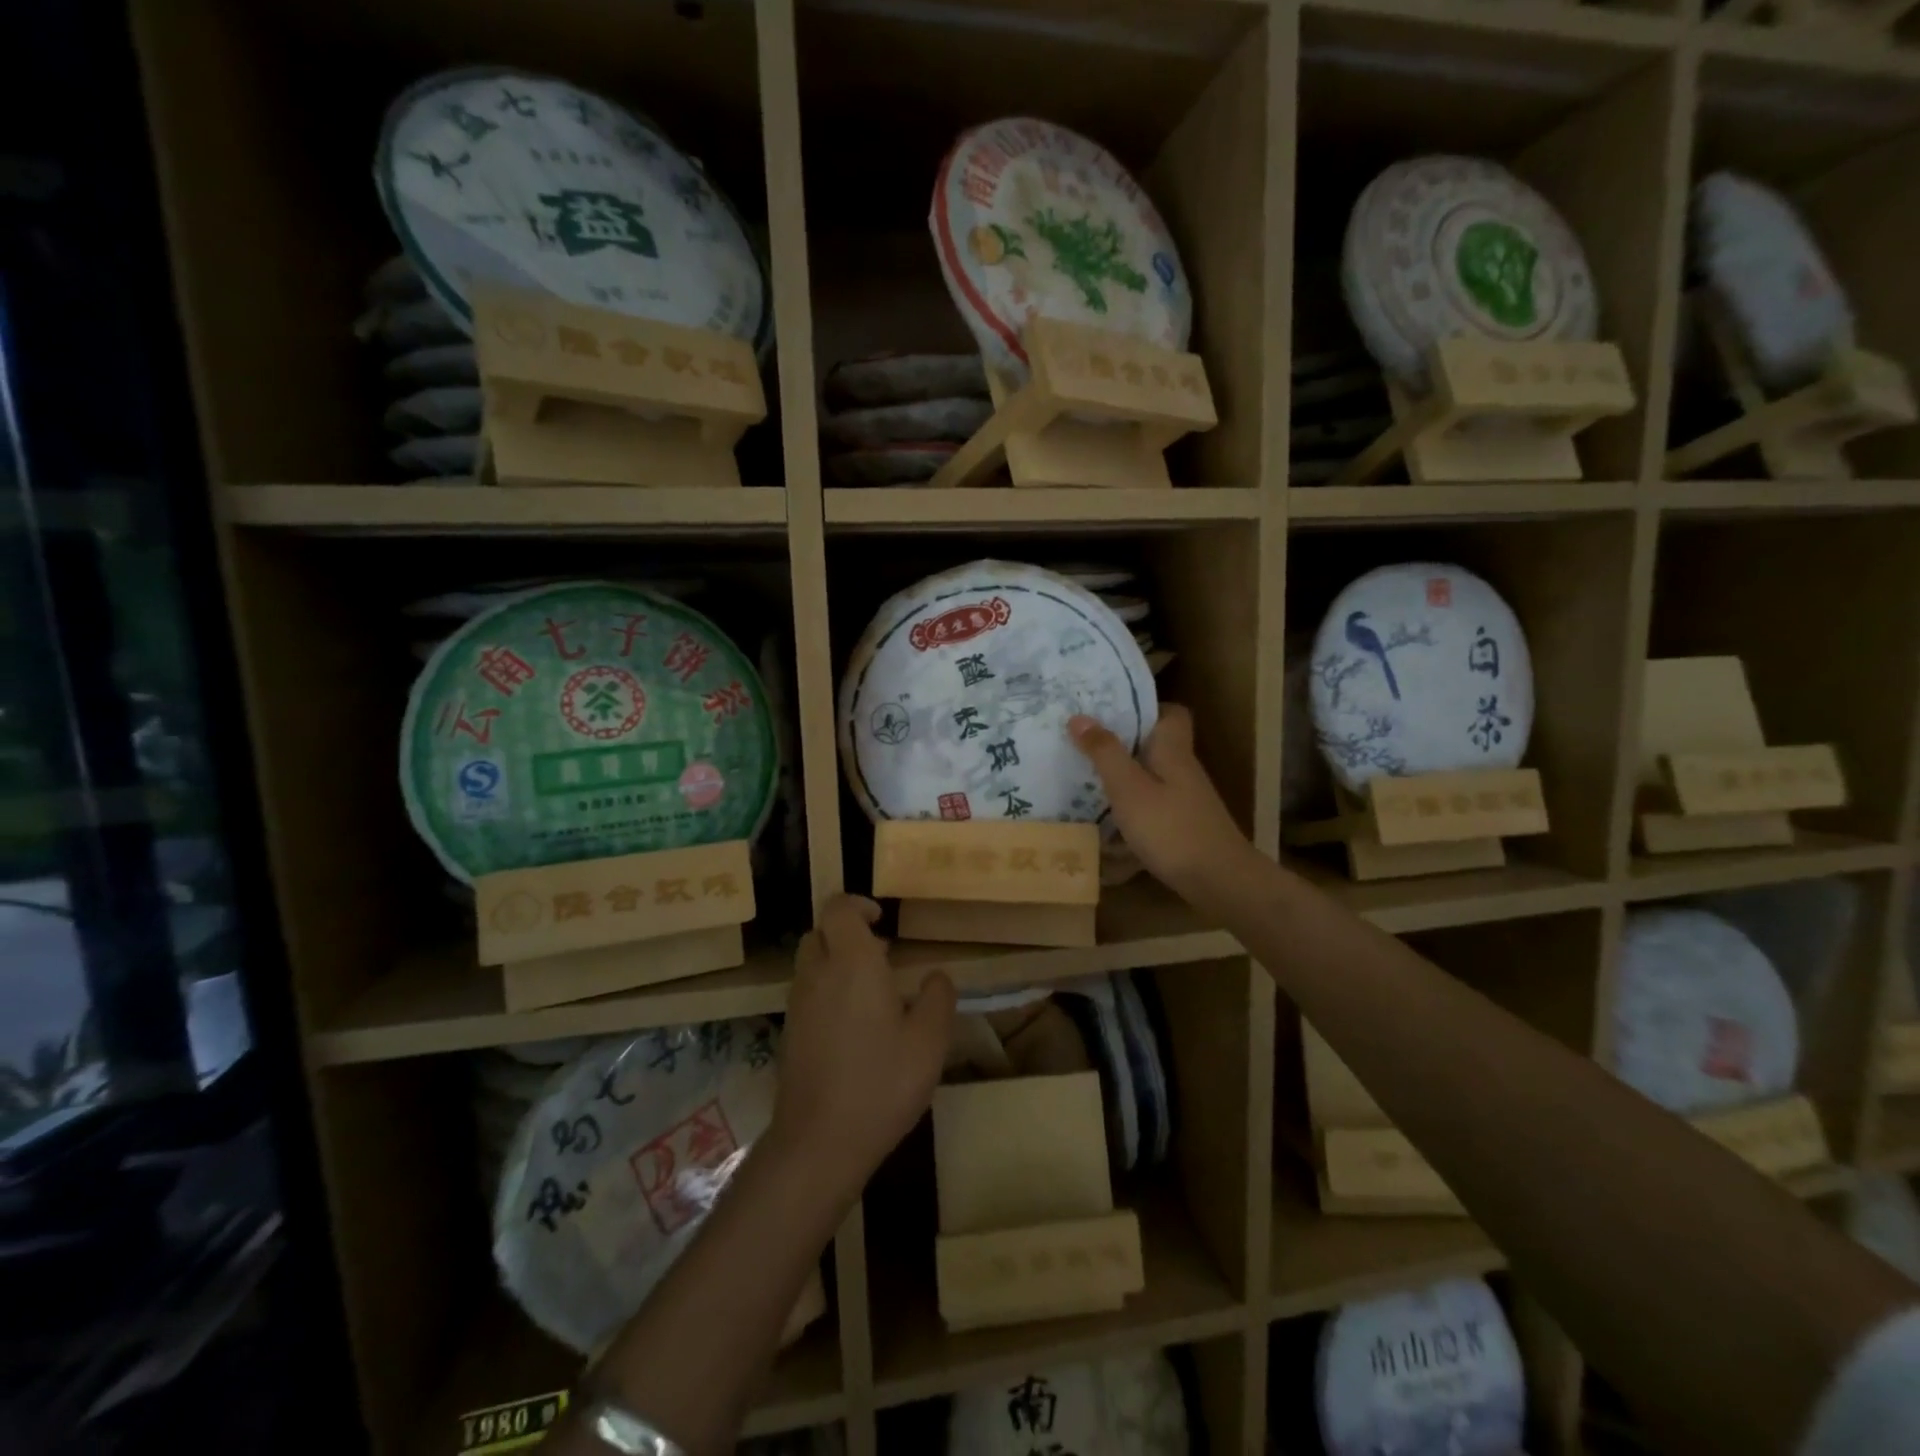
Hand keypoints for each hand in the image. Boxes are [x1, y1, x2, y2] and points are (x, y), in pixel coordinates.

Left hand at [770, 894, 955, 1204]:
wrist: (820, 1142)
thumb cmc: (881, 1083)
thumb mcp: (929, 1041)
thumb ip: (937, 998)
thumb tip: (936, 976)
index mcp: (852, 963)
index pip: (838, 908)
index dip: (857, 905)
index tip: (882, 922)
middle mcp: (817, 974)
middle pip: (820, 933)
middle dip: (846, 934)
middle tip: (880, 956)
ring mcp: (797, 1005)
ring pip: (810, 963)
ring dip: (836, 963)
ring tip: (872, 993)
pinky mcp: (789, 1033)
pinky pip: (806, 993)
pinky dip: (826, 992)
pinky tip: (854, 1028)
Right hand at [1069, 704, 1252, 896]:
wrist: (1219, 881)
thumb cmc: (1171, 828)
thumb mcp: (1129, 788)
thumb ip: (1104, 752)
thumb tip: (1079, 716)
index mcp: (1173, 751)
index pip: (1172, 713)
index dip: (1145, 707)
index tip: (1110, 710)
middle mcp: (1182, 770)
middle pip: (1155, 745)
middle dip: (1121, 742)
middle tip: (1083, 742)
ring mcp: (1185, 801)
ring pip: (1151, 776)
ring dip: (1122, 776)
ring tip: (1084, 777)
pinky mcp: (1182, 826)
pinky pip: (1151, 805)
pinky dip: (1130, 807)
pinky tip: (1106, 820)